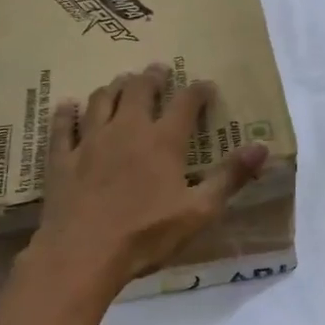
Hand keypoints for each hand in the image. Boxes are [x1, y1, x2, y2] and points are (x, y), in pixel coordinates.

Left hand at [26, 64, 267, 300]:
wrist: (83, 254)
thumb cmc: (147, 235)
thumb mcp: (199, 211)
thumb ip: (230, 177)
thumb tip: (262, 148)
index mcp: (163, 141)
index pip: (185, 103)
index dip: (198, 90)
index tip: (206, 85)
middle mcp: (127, 130)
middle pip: (138, 90)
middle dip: (152, 77)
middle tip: (159, 70)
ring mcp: (90, 142)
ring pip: (101, 100)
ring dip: (114, 87)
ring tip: (121, 82)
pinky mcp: (62, 159)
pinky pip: (63, 127)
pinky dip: (67, 112)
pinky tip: (68, 105)